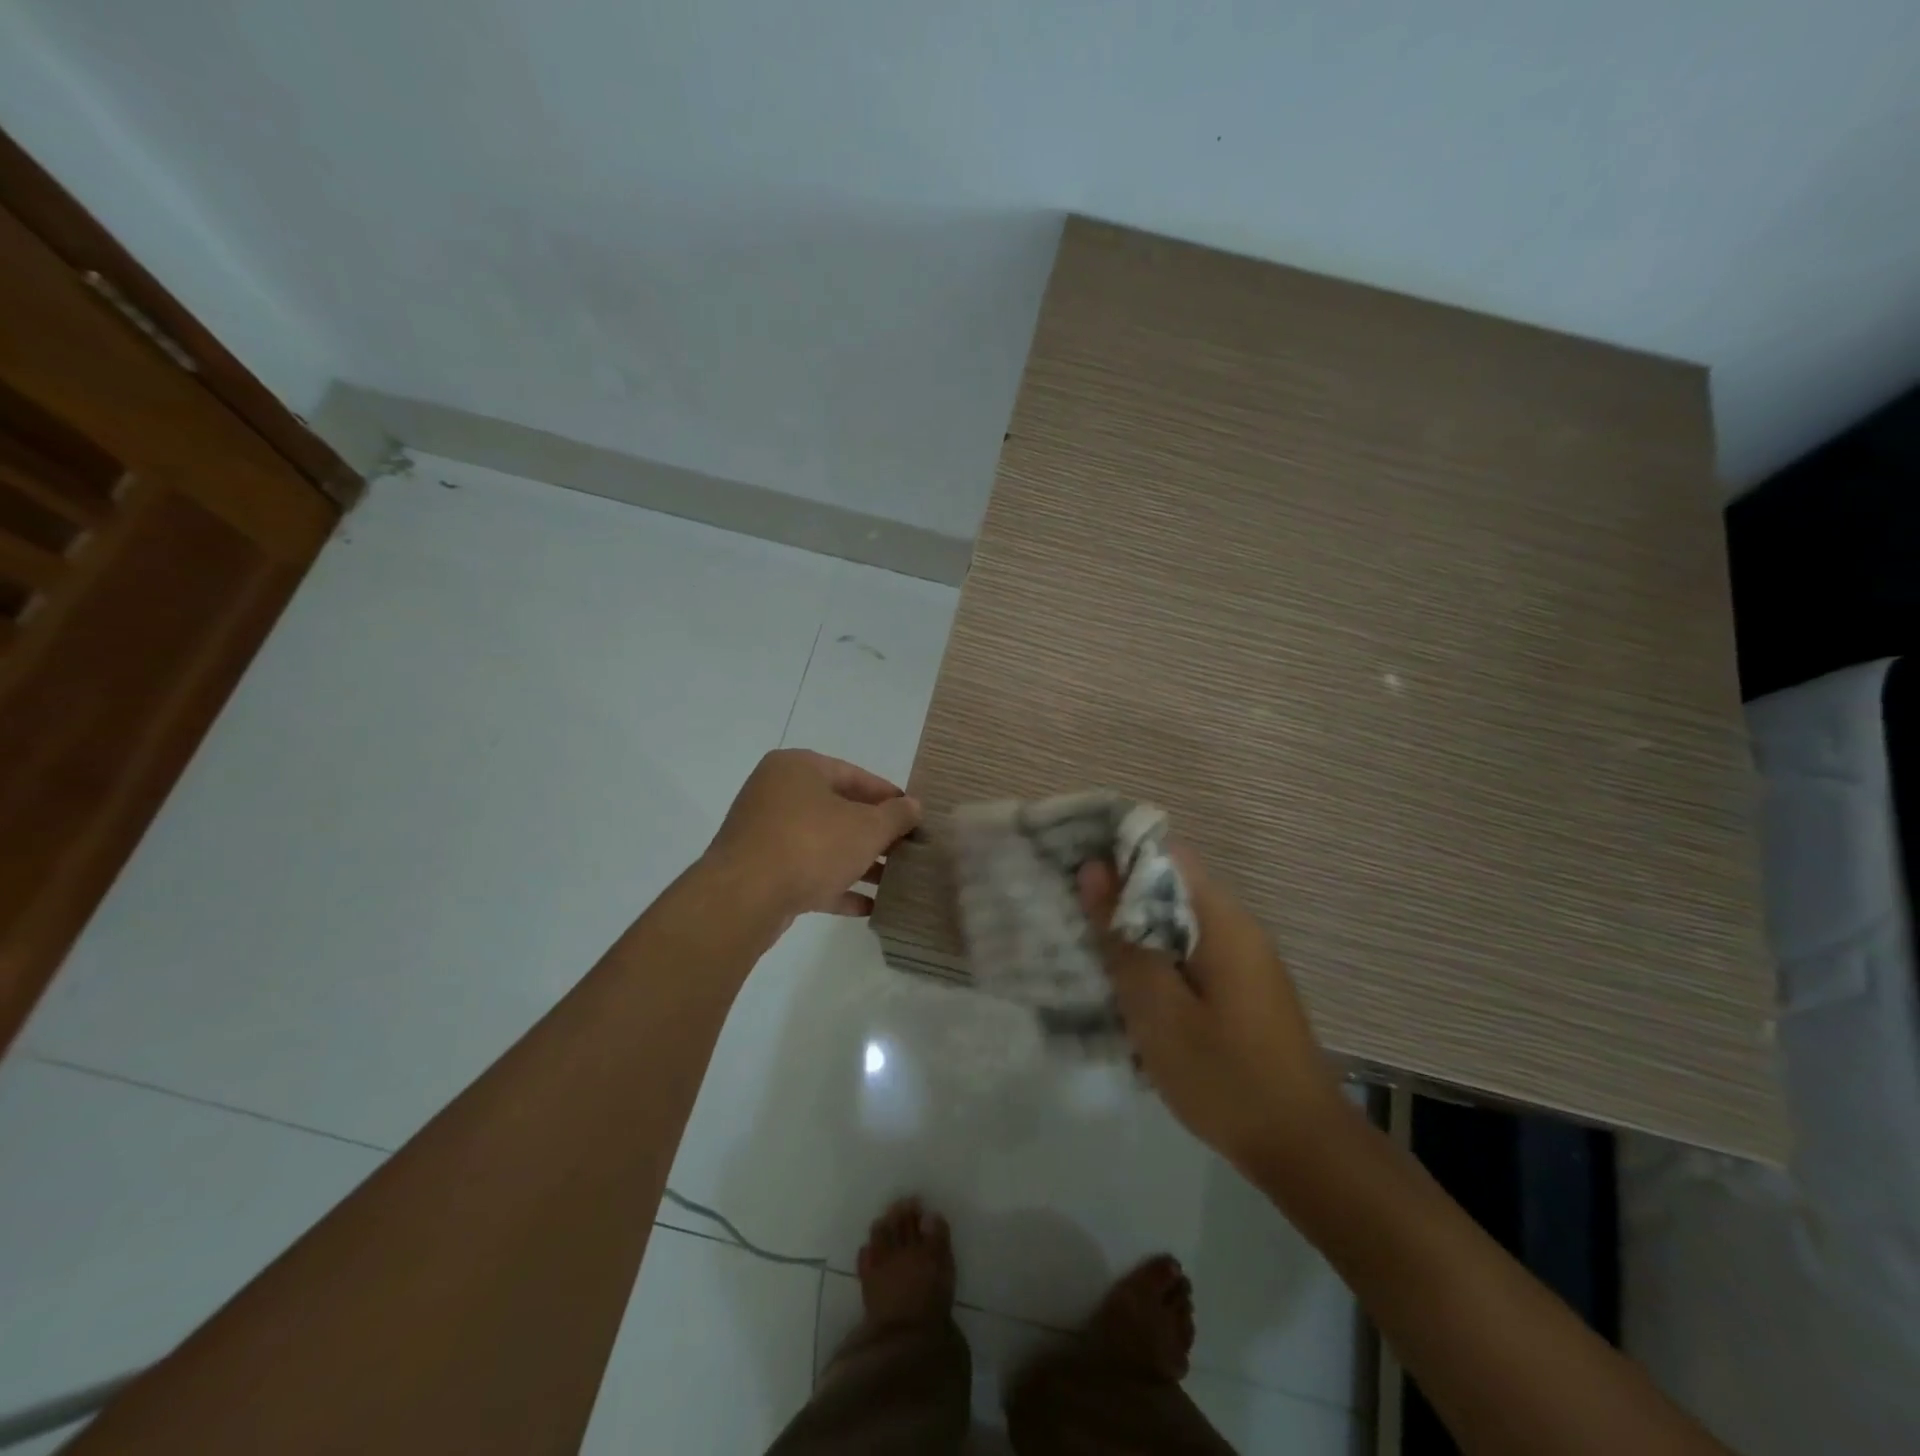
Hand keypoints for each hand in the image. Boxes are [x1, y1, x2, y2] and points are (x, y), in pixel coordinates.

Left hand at [706, 749, 921, 923]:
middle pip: (838, 810)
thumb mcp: (866, 828)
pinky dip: (834, 885)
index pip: (854, 775)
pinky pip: (805, 872)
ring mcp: (764, 833)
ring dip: (858, 862)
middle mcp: (777, 793)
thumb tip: (914, 806)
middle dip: (874, 833)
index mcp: (799, 768)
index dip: (888, 796)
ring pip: (822, 843)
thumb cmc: (810, 845)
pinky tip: (867, 906)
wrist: (743, 898)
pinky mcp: (759, 870)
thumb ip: (895, 816)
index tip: (914, 816)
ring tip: (893, 881)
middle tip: (906, 850)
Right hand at [1078, 847, 1341, 1169]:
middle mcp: (1238, 926)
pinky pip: (1191, 952)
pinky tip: (1130, 990)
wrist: (1304, 1149)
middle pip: (1170, 886)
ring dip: (1136, 931)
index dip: (1118, 853)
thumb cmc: (1225, 1076)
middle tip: (1071, 914)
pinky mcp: (1243, 988)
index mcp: (1222, 919)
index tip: (1074, 869)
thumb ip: (1123, 937)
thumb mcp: (1157, 1008)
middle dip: (1120, 895)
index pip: (1166, 852)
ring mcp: (1245, 958)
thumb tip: (1094, 869)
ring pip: (1177, 922)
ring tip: (1088, 949)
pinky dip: (1157, 959)